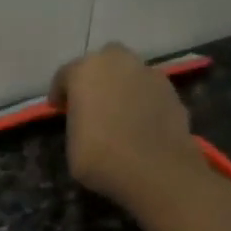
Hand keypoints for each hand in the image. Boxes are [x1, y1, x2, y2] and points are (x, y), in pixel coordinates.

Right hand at [49, 43, 206, 207]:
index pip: (65, 75)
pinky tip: (140, 122)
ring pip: (128, 73)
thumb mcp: (72, 145)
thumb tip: (86, 122)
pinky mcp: (170, 89)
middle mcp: (117, 62)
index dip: (60, 93)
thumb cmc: (102, 158)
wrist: (155, 169)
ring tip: (119, 113)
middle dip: (95, 79)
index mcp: (85, 72)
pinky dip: (142, 100)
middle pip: (102, 63)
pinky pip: (148, 90)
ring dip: (121, 87)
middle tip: (91, 103)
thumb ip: (76, 123)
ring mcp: (148, 72)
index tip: (59, 109)